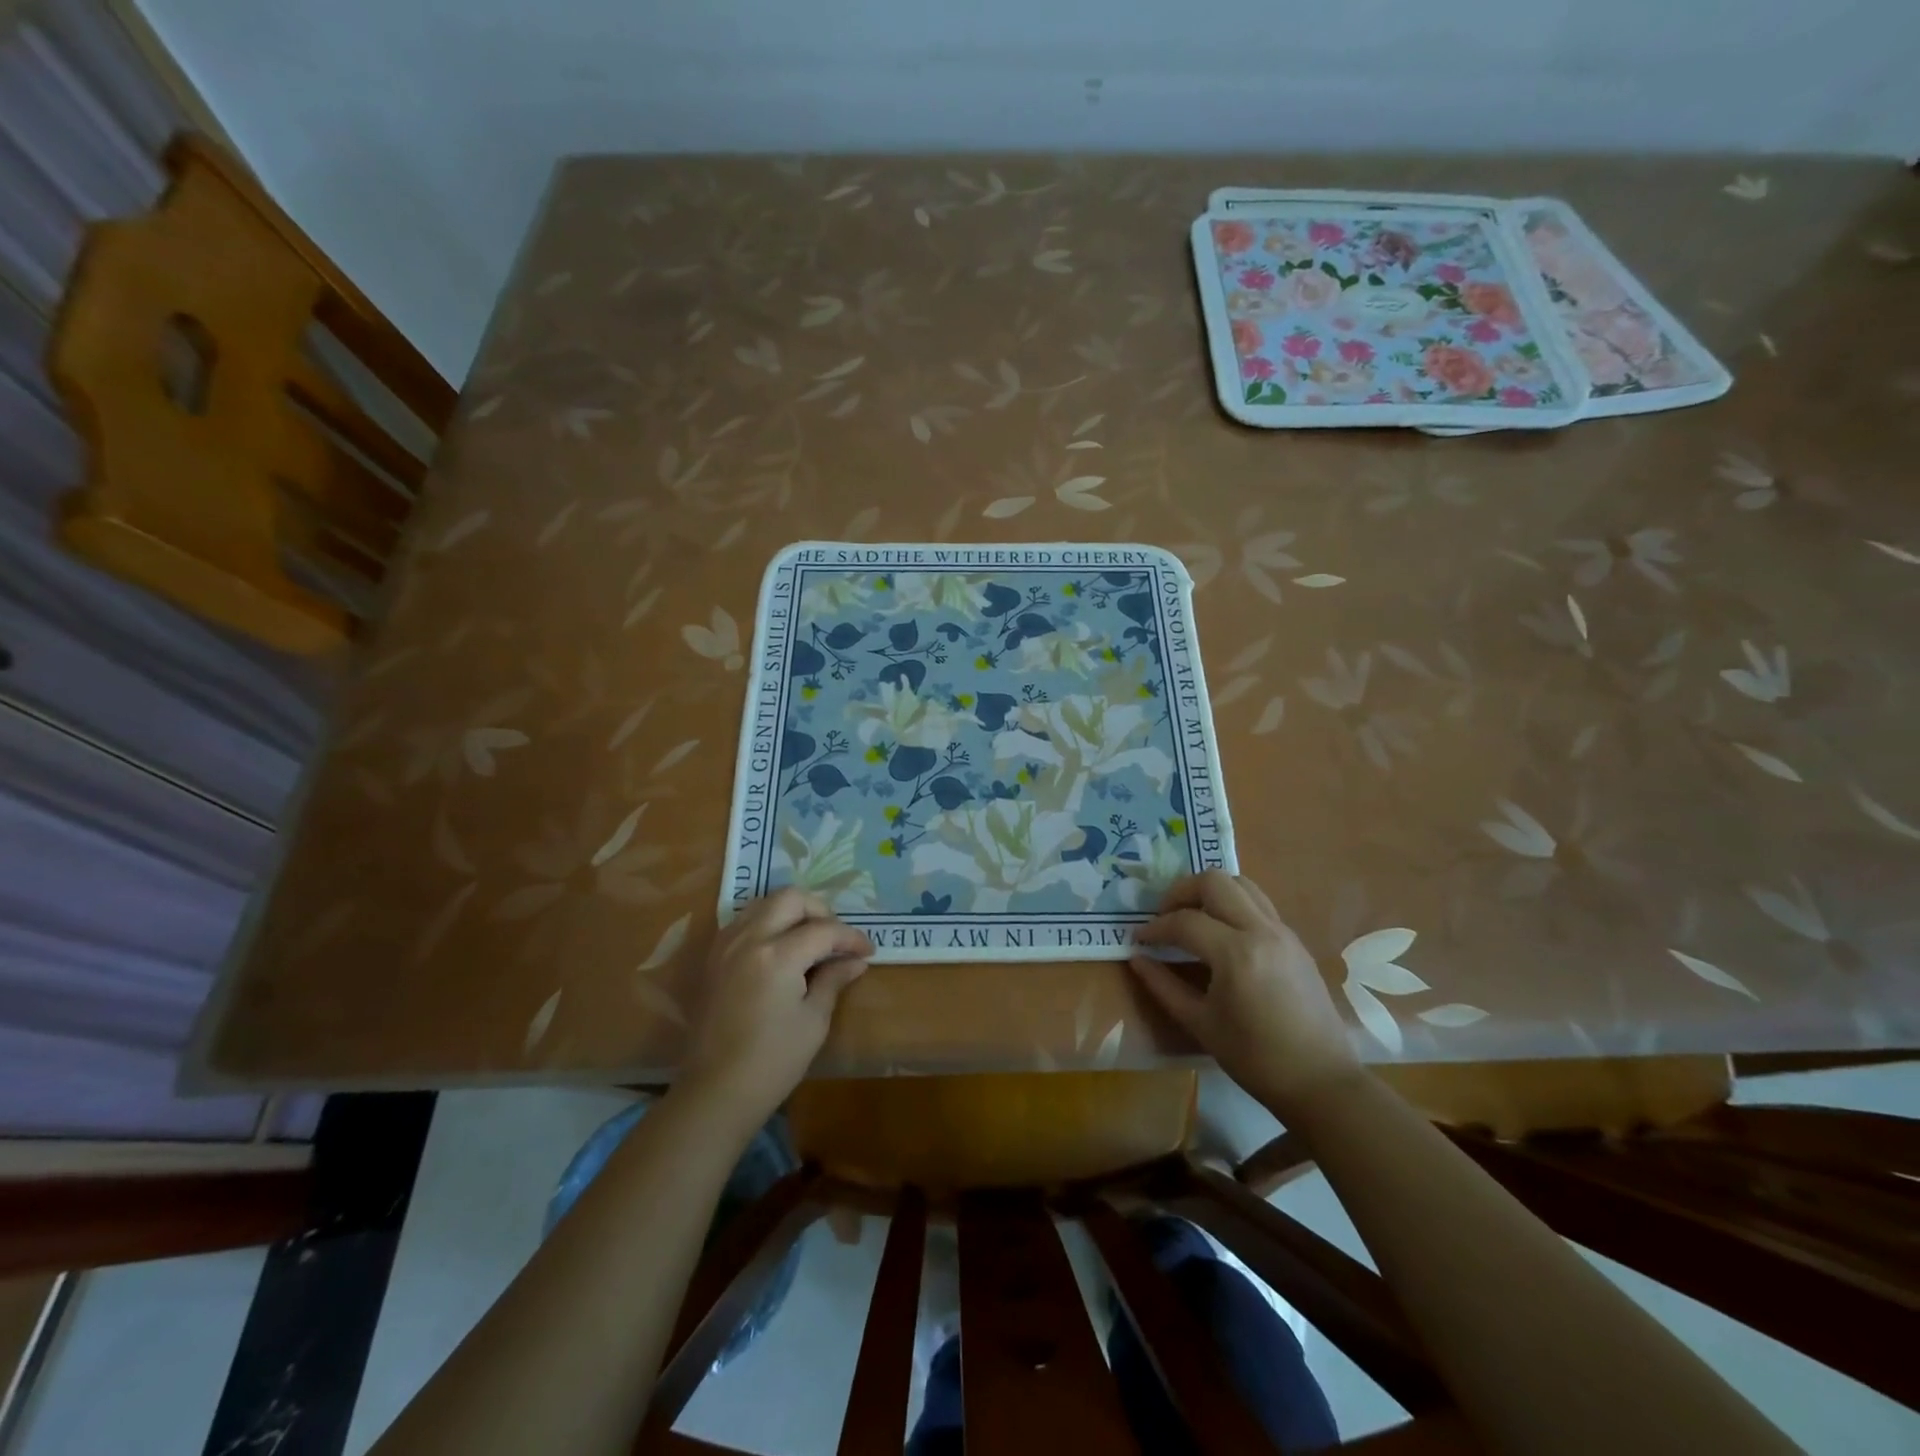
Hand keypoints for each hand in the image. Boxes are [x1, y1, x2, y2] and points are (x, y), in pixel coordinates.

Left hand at [679, 889, 872, 1128]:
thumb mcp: (813, 1021)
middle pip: (791, 899)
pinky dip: (767, 923)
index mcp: (777, 955)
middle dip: (820, 911)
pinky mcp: (713, 958)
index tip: (868, 951)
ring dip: (792, 913)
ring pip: (764, 903)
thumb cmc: (773, 1062)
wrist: (715, 1092)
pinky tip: (780, 949)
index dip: (851, 938)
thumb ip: (833, 980)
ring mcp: (726, 945)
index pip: (824, 930)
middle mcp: (749, 939)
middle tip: (836, 939)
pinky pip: (744, 921)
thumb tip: (855, 961)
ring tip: (809, 939)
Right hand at [1129, 870, 1360, 1119]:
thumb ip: (1163, 986)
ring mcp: (1282, 931)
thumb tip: (1137, 958)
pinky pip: (1258, 903)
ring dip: (1210, 892)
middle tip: (1165, 916)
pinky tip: (1220, 934)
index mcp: (1236, 954)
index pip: (1184, 921)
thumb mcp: (1200, 1023)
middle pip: (1214, 882)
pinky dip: (1232, 905)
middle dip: (1181, 892)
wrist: (1321, 1081)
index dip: (1155, 927)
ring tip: (1192, 917)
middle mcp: (1261, 931)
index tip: (1139, 939)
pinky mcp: (1295, 940)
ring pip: (1241, 884)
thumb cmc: (1255, 1058)